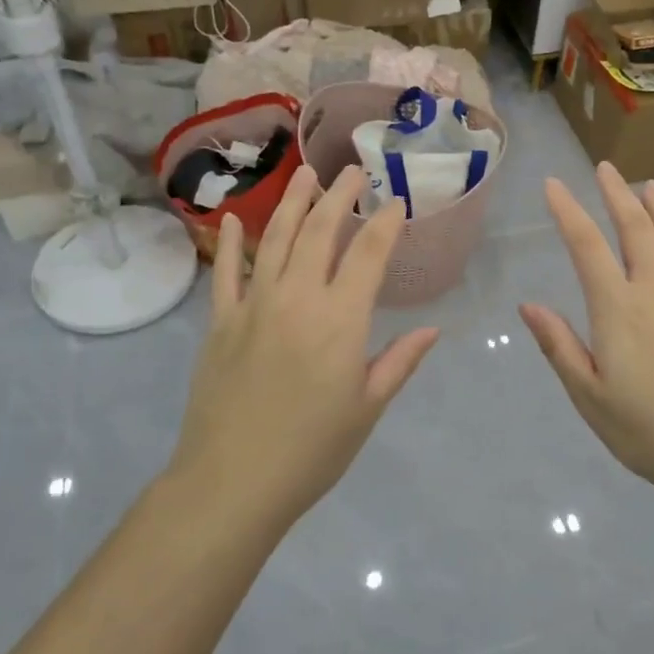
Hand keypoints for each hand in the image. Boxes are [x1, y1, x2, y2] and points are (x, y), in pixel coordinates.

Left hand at [173, 165, 440, 530]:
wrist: (232, 482)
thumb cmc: (312, 450)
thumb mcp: (366, 408)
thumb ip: (399, 362)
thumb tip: (433, 329)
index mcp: (340, 319)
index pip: (368, 254)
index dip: (385, 222)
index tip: (396, 200)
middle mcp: (297, 298)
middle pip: (320, 232)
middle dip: (339, 196)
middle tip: (352, 171)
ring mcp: (253, 305)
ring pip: (275, 239)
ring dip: (291, 202)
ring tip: (305, 175)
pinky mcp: (220, 322)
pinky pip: (226, 272)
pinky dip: (230, 243)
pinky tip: (233, 219)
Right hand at [520, 162, 653, 494]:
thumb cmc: (643, 429)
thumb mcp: (587, 394)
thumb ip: (558, 344)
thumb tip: (528, 305)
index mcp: (618, 308)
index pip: (586, 245)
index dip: (568, 211)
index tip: (554, 185)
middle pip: (635, 229)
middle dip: (616, 194)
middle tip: (605, 168)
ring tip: (649, 186)